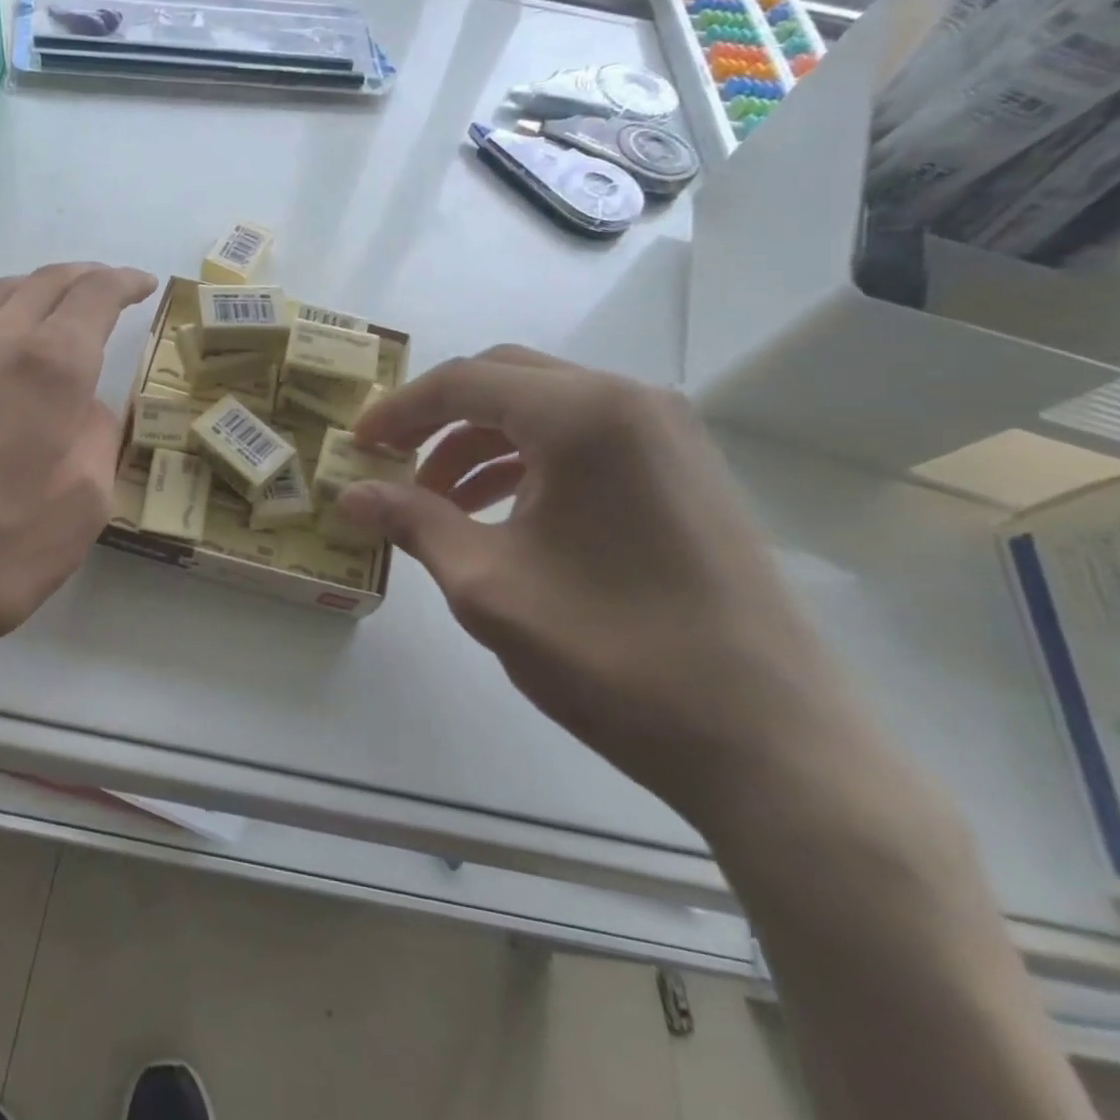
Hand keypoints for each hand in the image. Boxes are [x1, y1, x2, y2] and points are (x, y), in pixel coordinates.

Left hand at [0, 263, 155, 735]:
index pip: (94, 294)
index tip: (143, 284)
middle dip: (82, 277)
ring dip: (31, 295)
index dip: (123, 282)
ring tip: (48, 315)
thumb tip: (86, 409)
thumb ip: (96, 443)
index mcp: (50, 365)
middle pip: (42, 280)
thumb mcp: (79, 511)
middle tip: (105, 287)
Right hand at [340, 347, 879, 829]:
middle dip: (437, 417)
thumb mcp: (488, 586)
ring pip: (545, 408)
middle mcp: (630, 401)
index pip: (464, 382)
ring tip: (437, 501)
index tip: (355, 445)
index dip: (398, 410)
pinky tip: (501, 513)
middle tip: (390, 462)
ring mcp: (667, 433)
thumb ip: (413, 523)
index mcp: (582, 416)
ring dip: (480, 441)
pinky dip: (528, 460)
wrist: (769, 741)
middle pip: (505, 378)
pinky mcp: (684, 470)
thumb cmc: (613, 654)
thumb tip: (350, 495)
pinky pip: (585, 439)